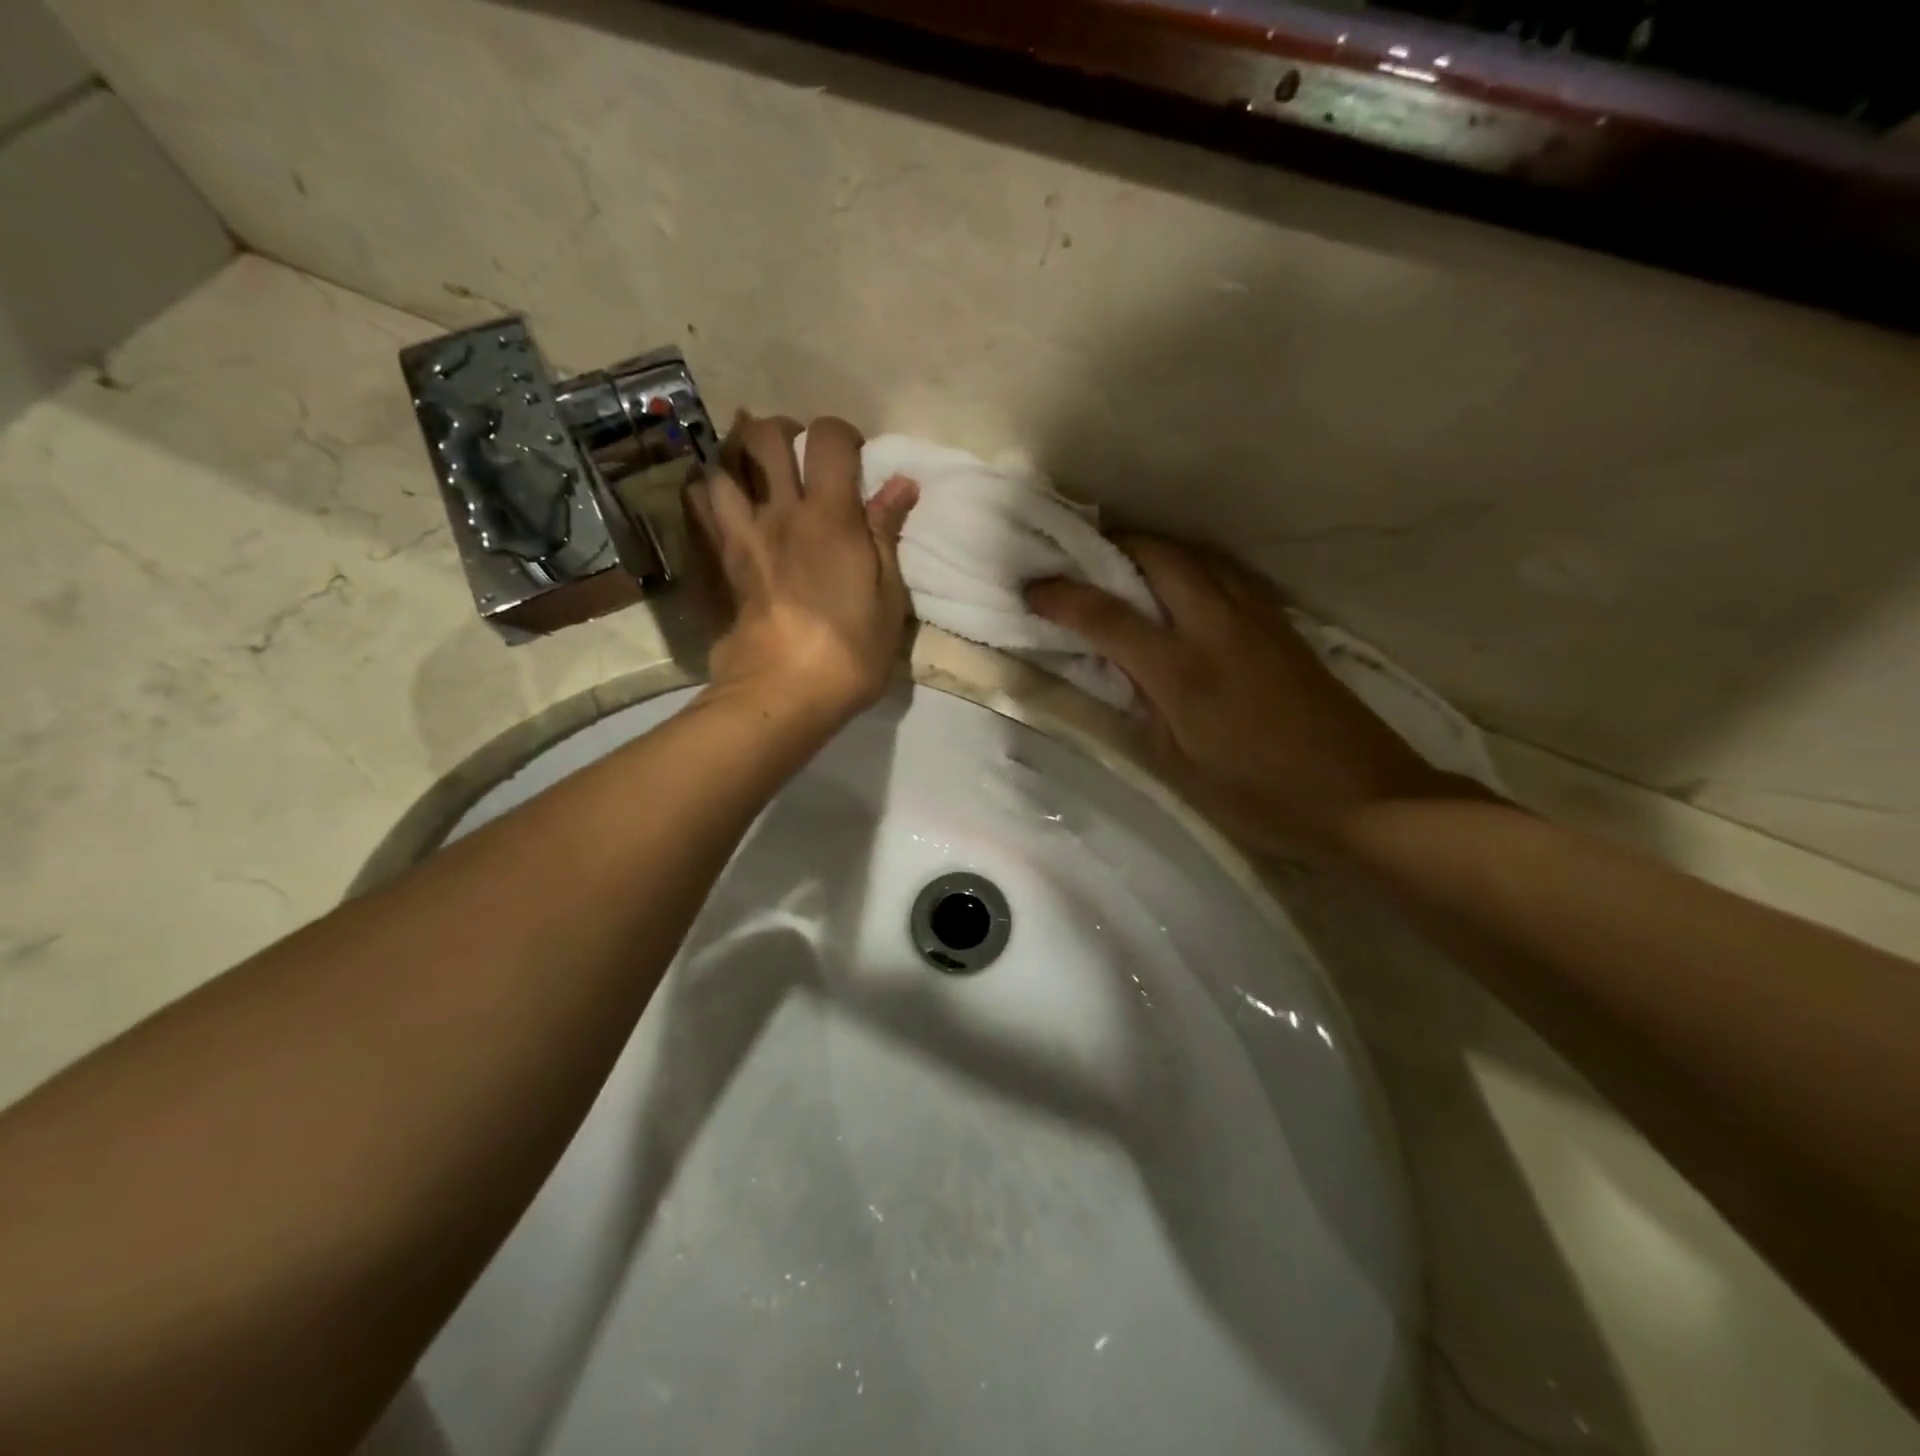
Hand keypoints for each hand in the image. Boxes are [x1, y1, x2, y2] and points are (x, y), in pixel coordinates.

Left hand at [689, 414, 918, 731]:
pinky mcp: (717, 561)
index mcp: (830, 516)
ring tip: (755, 475)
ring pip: (721, 464)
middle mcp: (779, 512)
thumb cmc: (850, 649)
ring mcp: (740, 535)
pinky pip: (697, 507)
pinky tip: (722, 502)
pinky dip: (706, 491)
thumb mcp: (888, 596)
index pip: (827, 439)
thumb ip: (887, 533)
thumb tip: (901, 483)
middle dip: (784, 431)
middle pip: (763, 436)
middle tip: (800, 457)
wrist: (784, 690)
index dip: (842, 435)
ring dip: (736, 457)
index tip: (854, 459)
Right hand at [1027, 538, 1467, 854]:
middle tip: (1084, 561)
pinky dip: (1194, 565)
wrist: (1364, 799)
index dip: (1062, 597)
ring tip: (1128, 566)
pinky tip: (1186, 587)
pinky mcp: (1284, 626)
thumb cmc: (1261, 797)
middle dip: (1115, 547)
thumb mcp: (1180, 769)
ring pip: (1199, 555)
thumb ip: (1139, 712)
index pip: (1108, 616)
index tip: (1032, 588)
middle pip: (1160, 556)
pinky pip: (1229, 573)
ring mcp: (1258, 620)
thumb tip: (1112, 673)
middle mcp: (1219, 628)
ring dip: (1156, 549)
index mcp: (1184, 672)